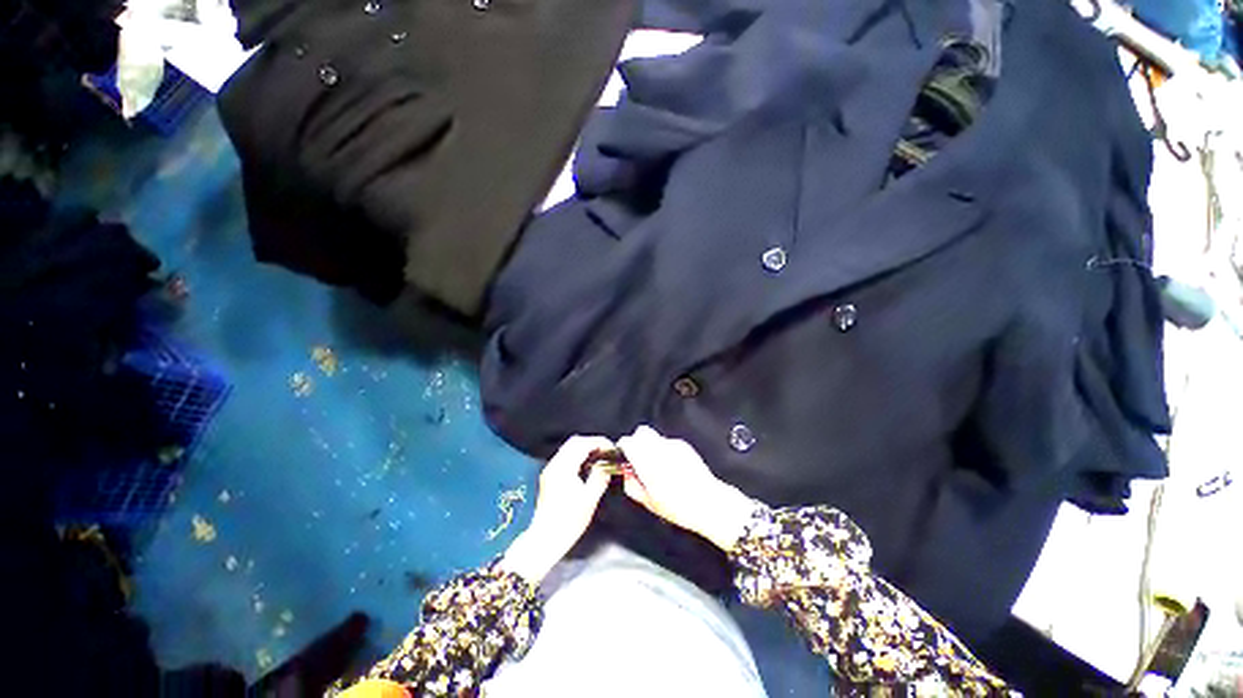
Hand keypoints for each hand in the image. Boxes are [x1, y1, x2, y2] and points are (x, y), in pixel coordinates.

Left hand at [499, 435, 613, 584]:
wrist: (544, 539)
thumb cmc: (568, 522)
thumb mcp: (589, 500)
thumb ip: (599, 478)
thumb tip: (607, 465)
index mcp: (564, 468)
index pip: (582, 444)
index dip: (599, 442)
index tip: (611, 448)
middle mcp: (554, 465)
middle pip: (574, 442)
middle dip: (592, 443)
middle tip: (607, 451)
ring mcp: (550, 470)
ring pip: (569, 449)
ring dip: (585, 449)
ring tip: (600, 458)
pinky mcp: (549, 477)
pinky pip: (565, 457)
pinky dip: (578, 456)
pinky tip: (587, 467)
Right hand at [617, 426, 756, 551]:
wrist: (709, 503)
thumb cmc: (680, 507)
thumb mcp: (649, 502)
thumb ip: (633, 486)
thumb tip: (627, 476)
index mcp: (647, 462)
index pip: (628, 442)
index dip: (623, 447)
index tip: (624, 455)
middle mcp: (660, 449)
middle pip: (641, 432)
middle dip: (637, 442)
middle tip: (638, 458)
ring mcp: (673, 446)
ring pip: (655, 437)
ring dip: (651, 447)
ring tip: (656, 465)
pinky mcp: (684, 446)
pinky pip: (668, 443)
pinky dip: (665, 450)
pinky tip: (670, 466)